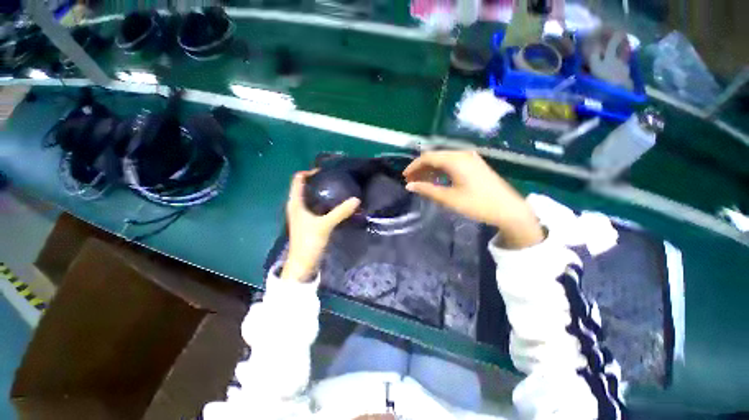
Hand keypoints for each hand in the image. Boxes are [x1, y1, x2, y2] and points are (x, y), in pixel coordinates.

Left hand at [281, 170, 359, 280]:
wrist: (303, 264)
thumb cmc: (308, 242)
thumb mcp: (325, 225)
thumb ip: (340, 212)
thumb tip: (356, 199)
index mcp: (295, 203)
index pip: (298, 180)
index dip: (309, 172)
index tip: (325, 170)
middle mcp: (297, 206)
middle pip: (306, 187)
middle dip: (319, 181)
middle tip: (335, 178)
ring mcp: (303, 214)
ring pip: (312, 197)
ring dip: (322, 192)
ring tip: (338, 187)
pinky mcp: (309, 222)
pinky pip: (317, 207)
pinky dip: (325, 203)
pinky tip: (336, 203)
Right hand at [403, 151, 542, 248]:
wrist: (509, 210)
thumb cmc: (477, 204)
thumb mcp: (449, 198)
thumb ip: (427, 190)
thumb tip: (409, 186)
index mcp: (455, 160)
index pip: (428, 157)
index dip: (413, 166)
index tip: (404, 177)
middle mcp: (462, 154)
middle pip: (435, 157)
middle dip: (421, 168)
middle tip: (411, 181)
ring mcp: (470, 159)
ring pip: (443, 160)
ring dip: (430, 170)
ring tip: (421, 182)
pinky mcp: (475, 165)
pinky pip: (452, 164)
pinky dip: (441, 171)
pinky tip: (436, 181)